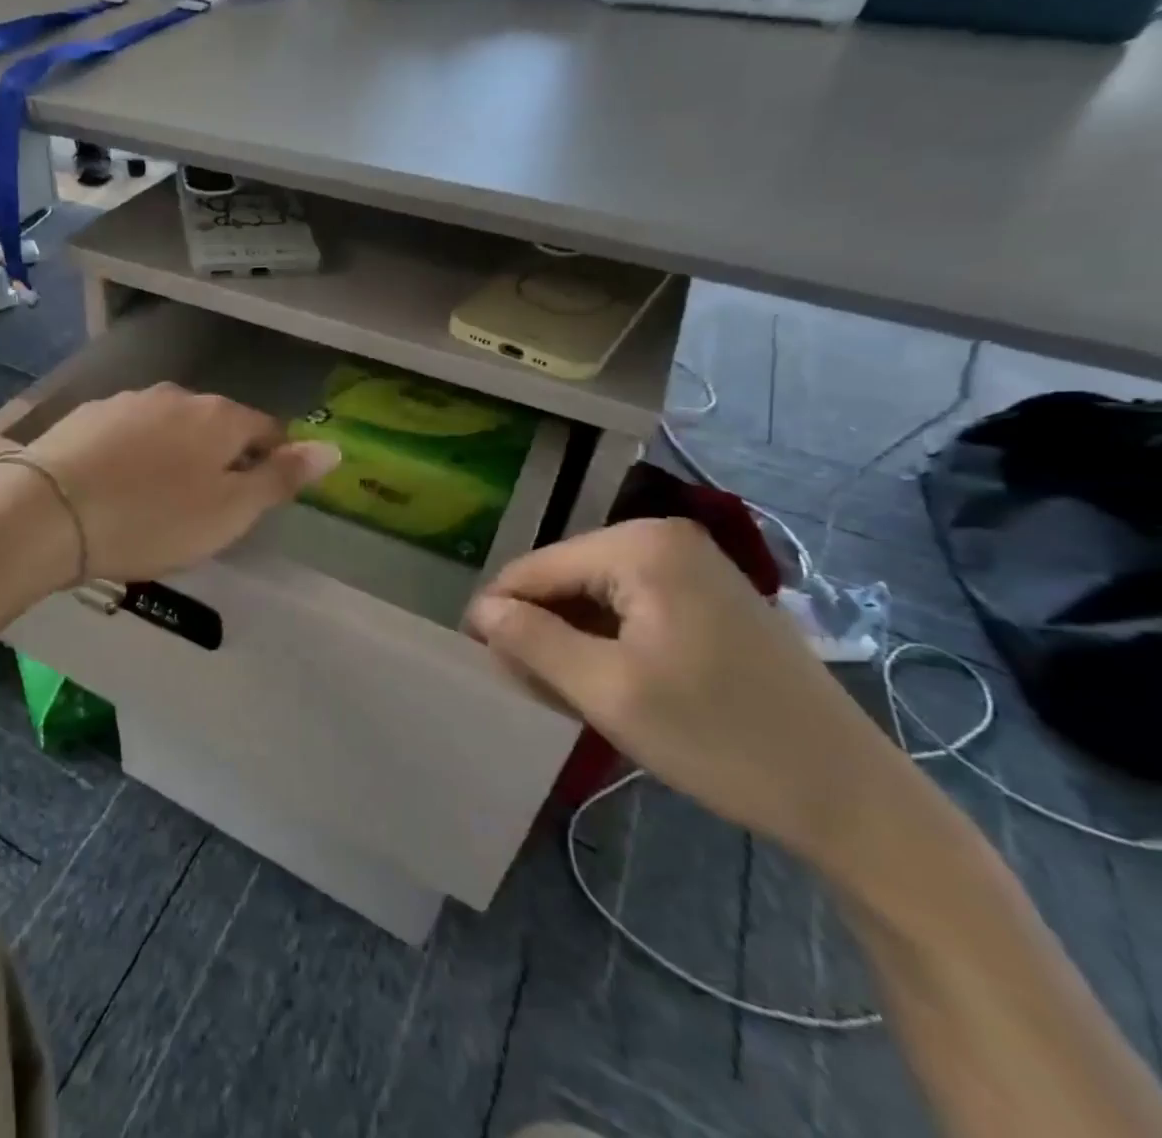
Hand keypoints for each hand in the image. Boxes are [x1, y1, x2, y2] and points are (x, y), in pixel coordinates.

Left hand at [17, 384, 340, 585]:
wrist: (46, 512)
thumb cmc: (151, 520)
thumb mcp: (229, 512)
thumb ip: (281, 478)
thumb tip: (333, 448)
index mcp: (220, 417)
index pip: (267, 429)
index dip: (272, 461)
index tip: (256, 498)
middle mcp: (178, 397)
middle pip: (217, 425)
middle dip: (221, 458)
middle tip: (205, 508)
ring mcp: (129, 401)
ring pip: (171, 427)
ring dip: (176, 455)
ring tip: (158, 499)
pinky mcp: (88, 415)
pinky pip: (129, 433)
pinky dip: (135, 454)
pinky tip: (117, 485)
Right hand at [467, 519, 911, 867]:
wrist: (853, 799)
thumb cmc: (721, 739)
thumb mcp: (608, 692)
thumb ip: (531, 641)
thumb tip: (481, 610)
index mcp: (639, 545)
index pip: (534, 568)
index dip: (498, 615)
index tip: (481, 665)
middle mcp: (664, 537)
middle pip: (564, 578)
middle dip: (539, 629)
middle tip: (530, 690)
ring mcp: (693, 564)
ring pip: (594, 595)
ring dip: (571, 640)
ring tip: (565, 693)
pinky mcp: (710, 596)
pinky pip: (631, 607)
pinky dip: (607, 642)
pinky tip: (609, 684)